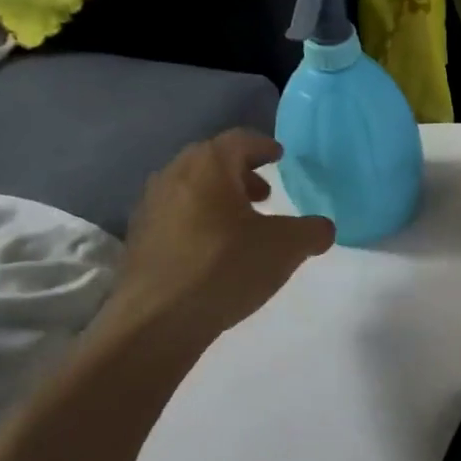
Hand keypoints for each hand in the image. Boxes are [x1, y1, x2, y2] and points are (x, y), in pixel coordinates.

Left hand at [102, 131, 334, 351]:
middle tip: (264, 193)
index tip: (279, 157)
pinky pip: (175, 214)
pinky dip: (198, 219)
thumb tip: (322, 228)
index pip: (240, 140)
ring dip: (218, 196)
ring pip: (190, 187)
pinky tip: (214, 249)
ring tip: (242, 223)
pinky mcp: (138, 239)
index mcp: (209, 166)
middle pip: (211, 160)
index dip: (263, 146)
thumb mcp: (287, 247)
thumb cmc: (225, 267)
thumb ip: (312, 231)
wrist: (156, 321)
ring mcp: (150, 207)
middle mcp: (174, 176)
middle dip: (240, 172)